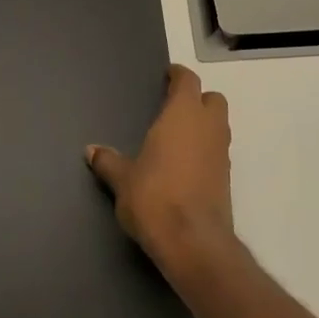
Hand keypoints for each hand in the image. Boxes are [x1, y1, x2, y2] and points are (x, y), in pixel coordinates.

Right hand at [86, 65, 235, 270]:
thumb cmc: (153, 198)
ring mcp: (222, 153)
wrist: (192, 241)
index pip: (188, 82)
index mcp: (183, 116)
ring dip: (203, 125)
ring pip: (219, 125)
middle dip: (197, 99)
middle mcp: (208, 128)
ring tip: (176, 137)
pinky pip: (218, 151)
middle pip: (212, 99)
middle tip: (174, 108)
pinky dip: (205, 150)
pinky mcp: (227, 178)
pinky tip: (184, 165)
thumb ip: (108, 161)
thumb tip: (92, 151)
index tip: (168, 76)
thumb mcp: (122, 179)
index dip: (178, 76)